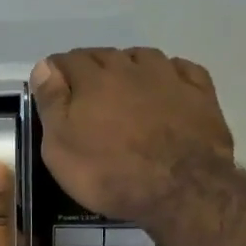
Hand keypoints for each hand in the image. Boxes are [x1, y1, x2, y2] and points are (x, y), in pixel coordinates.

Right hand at [30, 47, 234, 227]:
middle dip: (90, 69)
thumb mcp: (61, 149)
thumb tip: (44, 67)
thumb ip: (52, 104)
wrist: (182, 190)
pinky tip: (166, 88)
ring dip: (128, 67)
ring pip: (142, 57)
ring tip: (124, 89)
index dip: (55, 73)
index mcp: (93, 79)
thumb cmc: (111, 174)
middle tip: (85, 95)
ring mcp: (169, 77)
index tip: (51, 90)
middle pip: (104, 55)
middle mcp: (130, 67)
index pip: (66, 61)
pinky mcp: (200, 93)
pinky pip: (180, 70)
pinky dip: (168, 74)